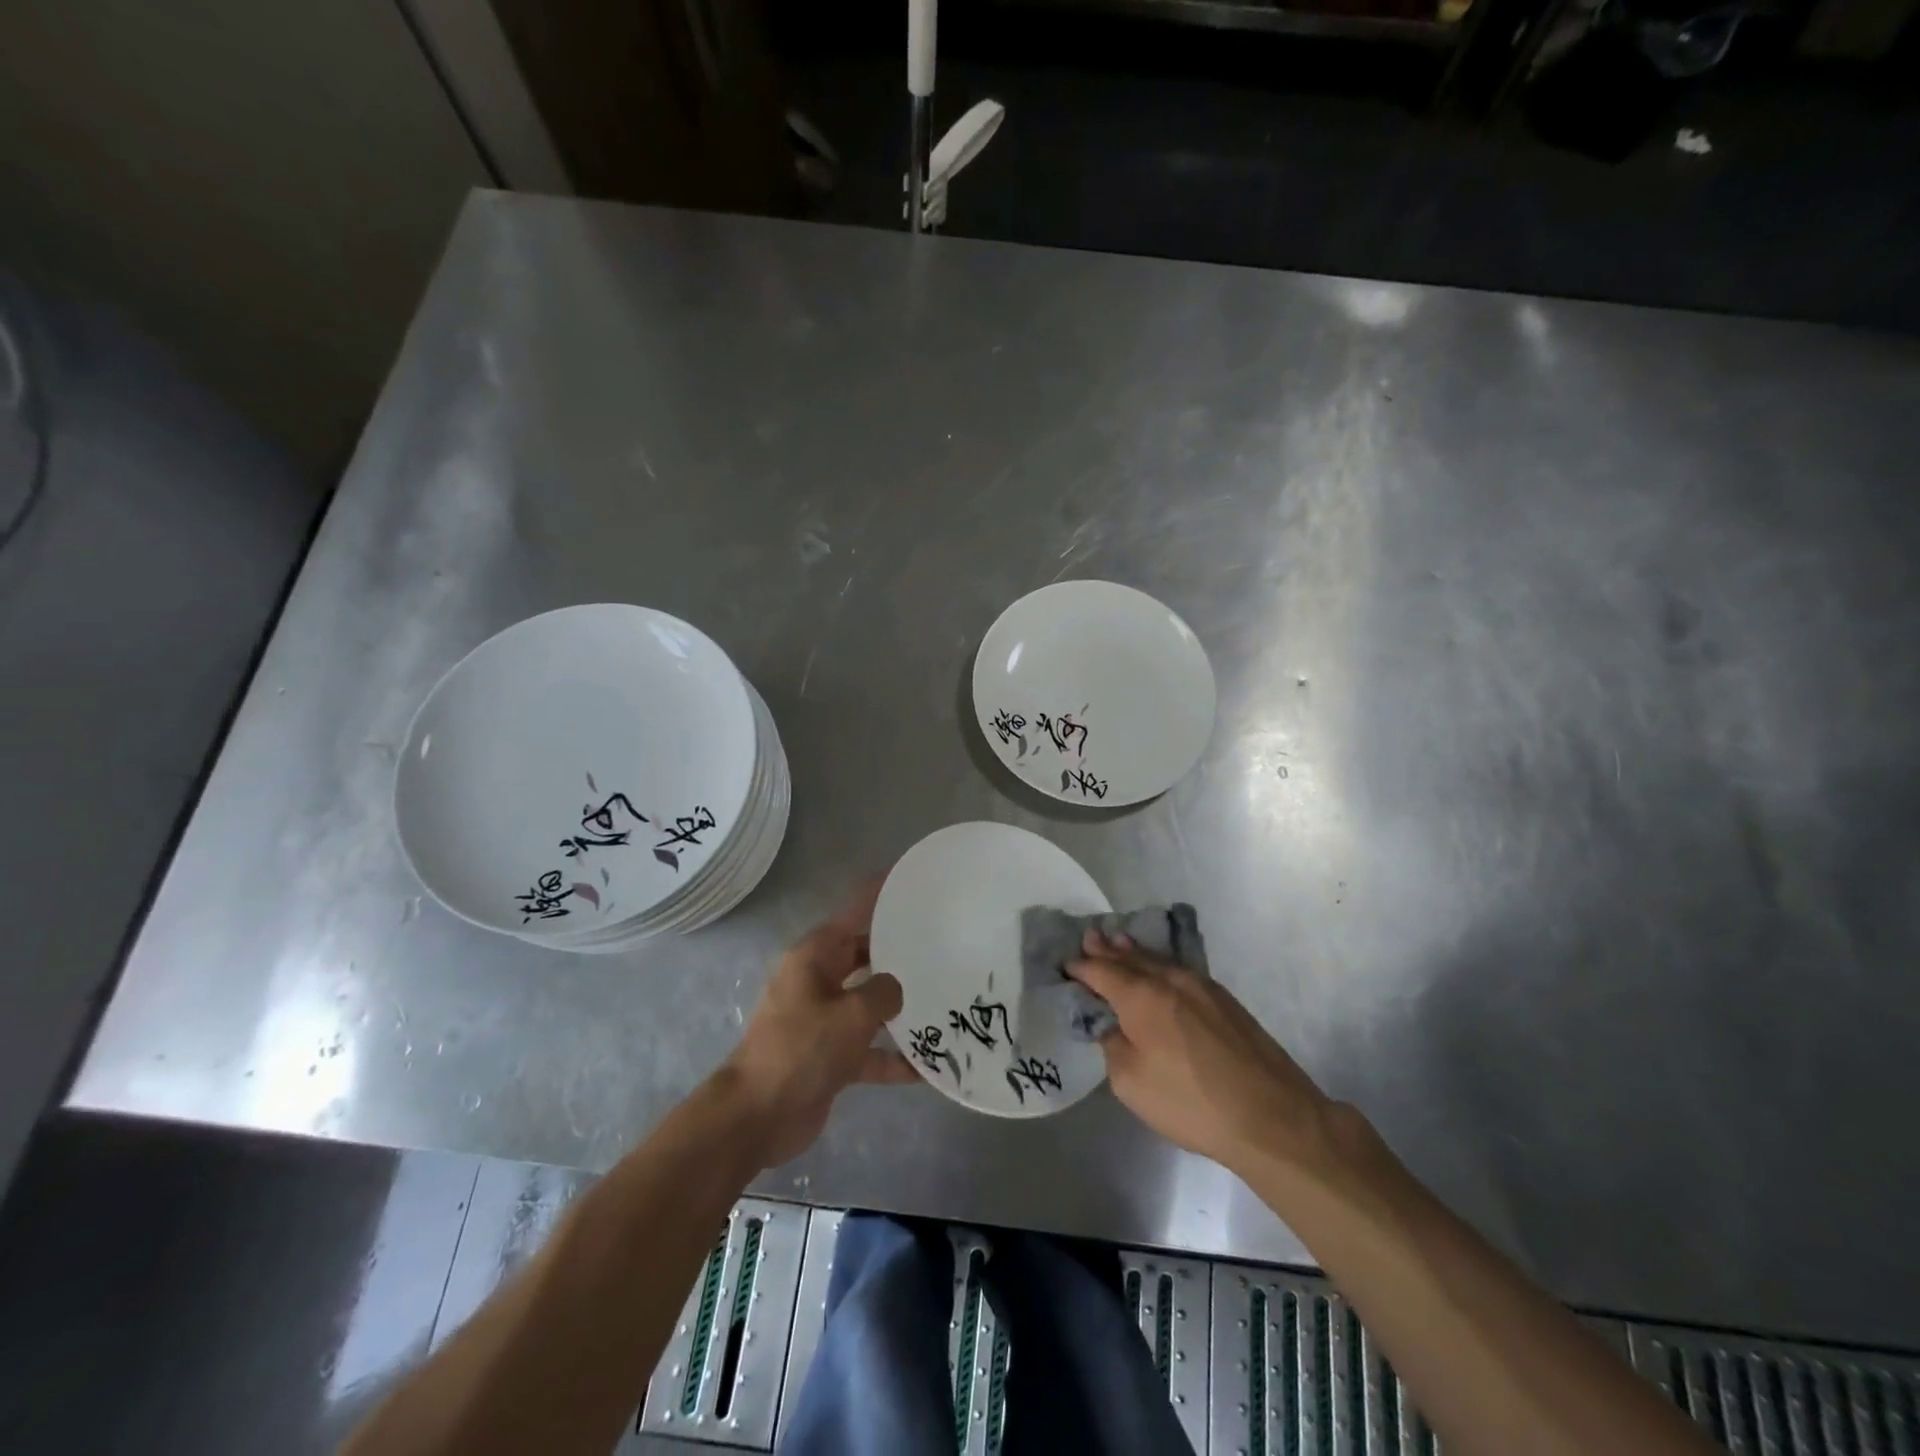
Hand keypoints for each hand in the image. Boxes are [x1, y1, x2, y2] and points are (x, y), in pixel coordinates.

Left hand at [719, 883, 917, 1168]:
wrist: (757, 1116)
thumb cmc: (802, 1048)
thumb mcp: (851, 1013)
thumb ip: (883, 993)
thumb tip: (895, 990)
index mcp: (815, 957)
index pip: (854, 915)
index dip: (879, 897)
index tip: (909, 881)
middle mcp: (819, 982)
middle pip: (865, 958)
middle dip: (899, 955)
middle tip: (942, 945)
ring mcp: (824, 1021)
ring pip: (869, 1004)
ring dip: (901, 1010)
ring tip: (943, 1002)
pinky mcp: (830, 1057)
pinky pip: (868, 1049)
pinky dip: (892, 1057)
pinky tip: (928, 1067)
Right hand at [1068, 930, 1331, 1174]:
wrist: (1271, 1117)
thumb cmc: (1191, 1102)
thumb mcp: (1131, 1082)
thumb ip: (1112, 1044)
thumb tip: (1111, 1024)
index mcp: (1141, 996)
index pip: (1101, 971)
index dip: (1081, 967)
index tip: (1065, 964)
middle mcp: (1170, 979)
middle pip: (1130, 958)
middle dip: (1107, 949)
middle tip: (1089, 937)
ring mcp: (1202, 986)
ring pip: (1158, 961)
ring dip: (1134, 952)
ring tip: (1118, 941)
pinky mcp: (1225, 1000)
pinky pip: (1179, 971)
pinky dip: (1159, 965)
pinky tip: (1157, 968)